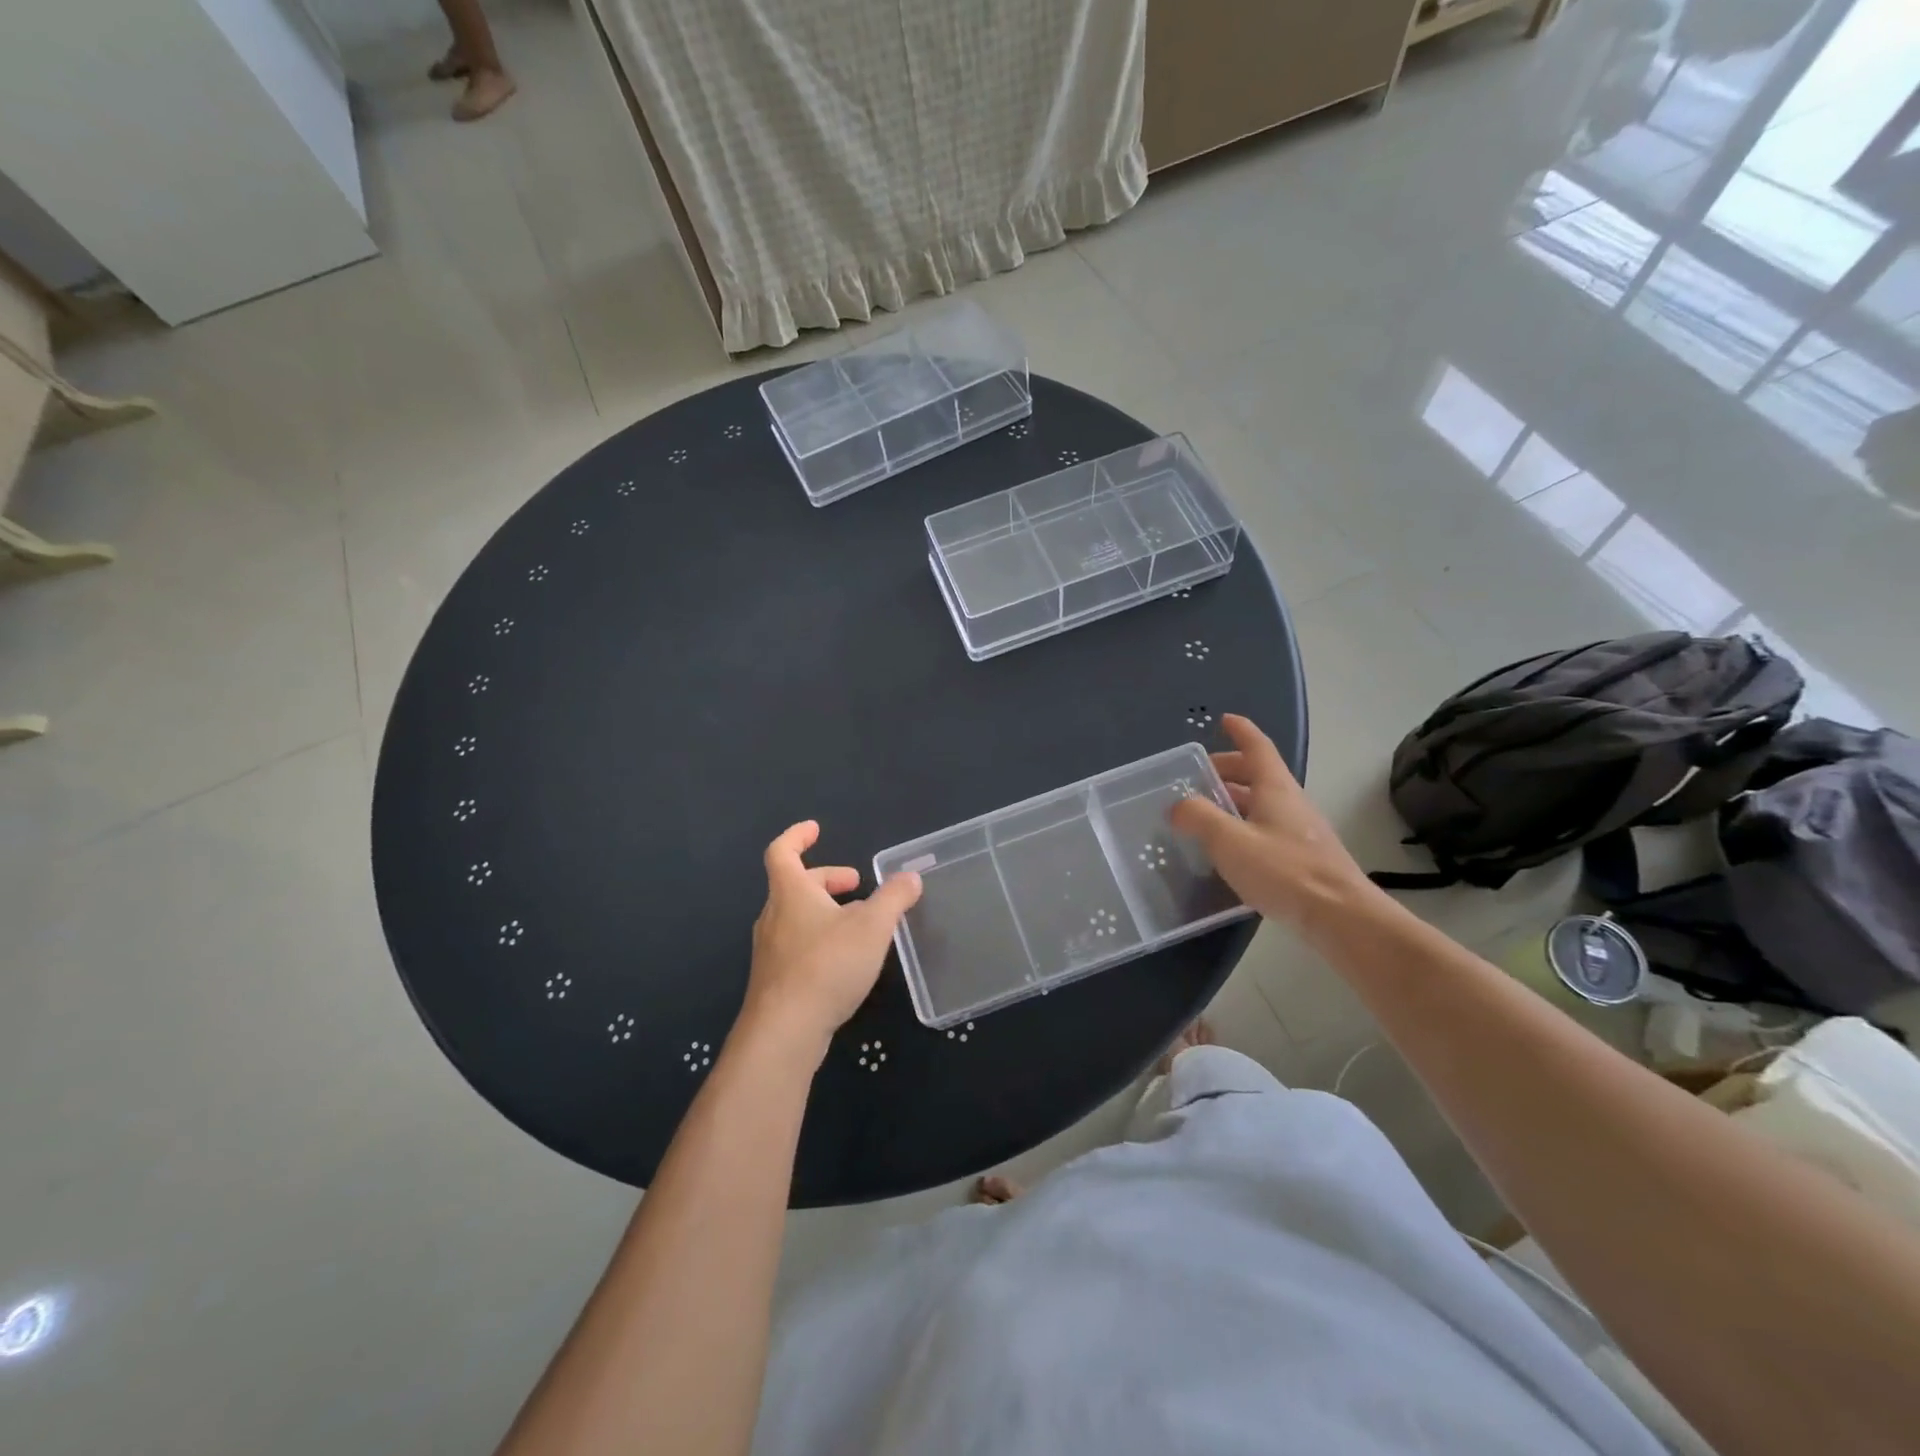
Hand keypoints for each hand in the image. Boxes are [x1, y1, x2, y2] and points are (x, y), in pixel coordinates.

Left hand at [739, 821, 922, 1057]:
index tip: (815, 829)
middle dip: (827, 879)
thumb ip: (894, 898)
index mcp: (790, 893)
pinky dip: (821, 938)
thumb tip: (910, 877)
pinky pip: (798, 945)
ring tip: (860, 923)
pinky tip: (846, 960)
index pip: (782, 852)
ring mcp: (771, 950)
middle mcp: (774, 916)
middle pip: (795, 885)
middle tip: (856, 884)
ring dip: (826, 911)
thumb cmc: (827, 966)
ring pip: (797, 917)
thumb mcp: (872, 926)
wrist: (784, 1032)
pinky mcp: (775, 980)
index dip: (797, 836)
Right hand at [1168, 714, 1382, 941]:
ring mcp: (1299, 830)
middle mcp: (1290, 802)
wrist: (1340, 916)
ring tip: (1204, 812)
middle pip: (1258, 774)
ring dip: (1233, 800)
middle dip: (1228, 769)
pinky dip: (1242, 825)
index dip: (1241, 731)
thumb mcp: (1229, 841)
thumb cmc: (1284, 871)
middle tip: (1198, 776)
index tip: (1224, 720)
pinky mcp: (1301, 857)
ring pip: (1261, 802)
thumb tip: (1177, 805)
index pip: (1258, 747)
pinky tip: (1226, 848)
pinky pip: (1265, 827)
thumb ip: (1199, 818)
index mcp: (1275, 788)